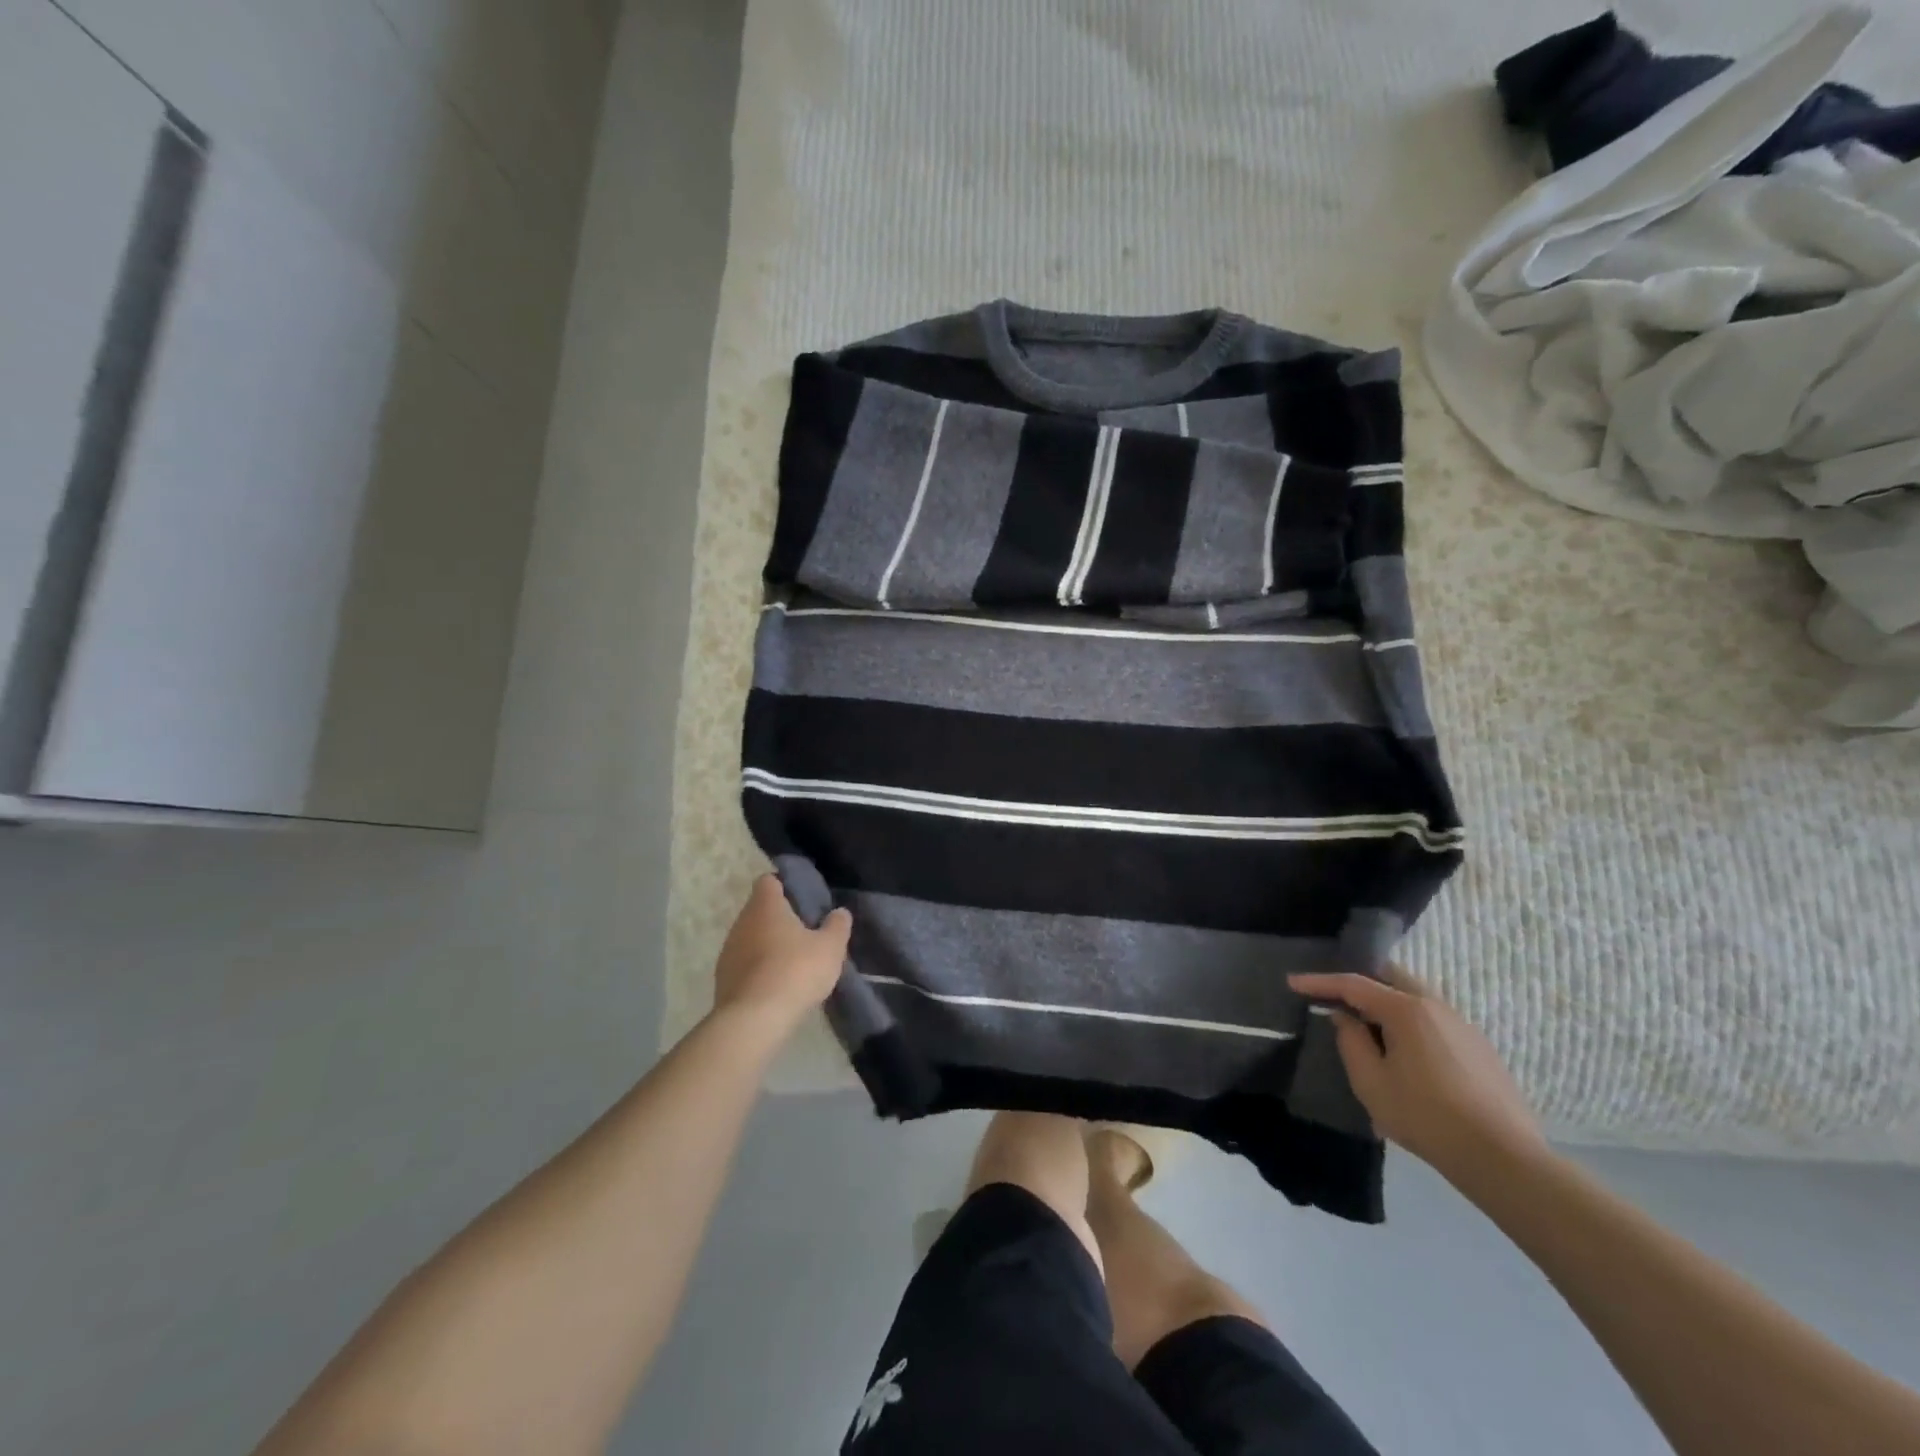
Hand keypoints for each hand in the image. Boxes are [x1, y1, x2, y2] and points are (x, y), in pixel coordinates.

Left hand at [712, 875, 851, 1035]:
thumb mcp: (830, 948)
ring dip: (769, 945)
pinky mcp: (723, 979)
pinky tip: (778, 985)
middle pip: (760, 910)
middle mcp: (742, 921)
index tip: (804, 900)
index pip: (769, 881)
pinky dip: (759, 969)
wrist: (753, 1020)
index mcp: (766, 906)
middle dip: (781, 918)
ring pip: (751, 937)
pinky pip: (745, 964)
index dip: (786, 885)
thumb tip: (839, 912)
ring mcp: (728, 950)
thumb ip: (837, 926)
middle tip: (806, 932)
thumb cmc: (795, 972)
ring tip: (794, 962)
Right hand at [1288, 966, 1547, 1185]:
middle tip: (1333, 997)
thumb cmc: (1427, 1117)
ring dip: (1386, 1002)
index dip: (1320, 982)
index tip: (1293, 982)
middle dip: (1359, 982)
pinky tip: (1404, 1050)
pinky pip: (1433, 1018)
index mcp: (1406, 1009)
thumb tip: (1344, 1017)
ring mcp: (1462, 1025)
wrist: (1504, 1158)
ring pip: (1415, 996)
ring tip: (1367, 1025)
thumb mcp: (1372, 1083)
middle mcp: (1435, 1005)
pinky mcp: (1479, 1047)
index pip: (1354, 984)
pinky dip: (1409, 1021)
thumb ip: (1351, 1042)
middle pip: (1390, 977)